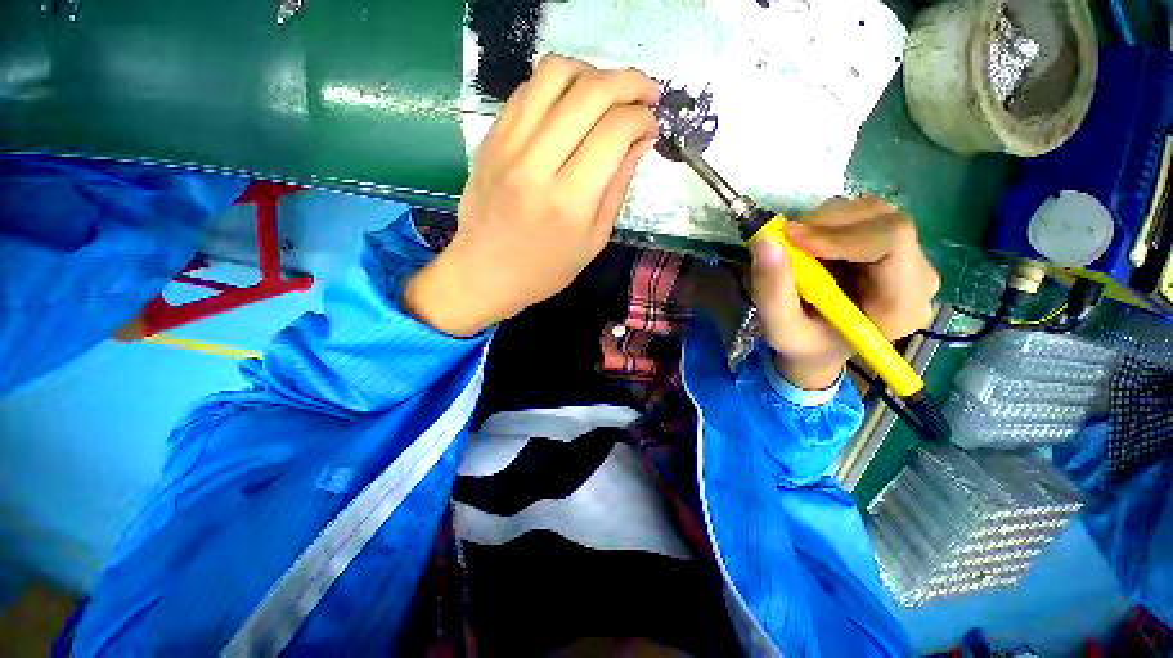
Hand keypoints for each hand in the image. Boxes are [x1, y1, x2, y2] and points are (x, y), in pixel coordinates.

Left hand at [404, 55, 659, 335]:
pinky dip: (559, 85)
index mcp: (570, 199)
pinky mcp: (491, 137)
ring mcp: (508, 144)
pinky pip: (528, 88)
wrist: (485, 273)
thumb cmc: (546, 269)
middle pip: (590, 91)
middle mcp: (538, 162)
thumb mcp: (594, 240)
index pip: (615, 129)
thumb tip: (641, 139)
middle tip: (646, 94)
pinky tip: (571, 105)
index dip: (643, 117)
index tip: (652, 125)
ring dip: (592, 72)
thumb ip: (618, 186)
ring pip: (555, 73)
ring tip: (608, 94)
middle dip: (629, 82)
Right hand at [750, 198, 940, 389]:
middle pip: (885, 221)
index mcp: (902, 305)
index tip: (791, 239)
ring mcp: (911, 258)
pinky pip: (865, 217)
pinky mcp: (894, 247)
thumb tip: (766, 242)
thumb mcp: (780, 328)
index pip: (892, 241)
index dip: (840, 233)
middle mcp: (919, 277)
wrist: (820, 347)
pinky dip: (828, 223)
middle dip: (828, 223)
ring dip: (826, 222)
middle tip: (785, 239)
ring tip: (796, 248)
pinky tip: (811, 247)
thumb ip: (772, 291)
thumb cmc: (804, 344)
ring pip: (874, 212)